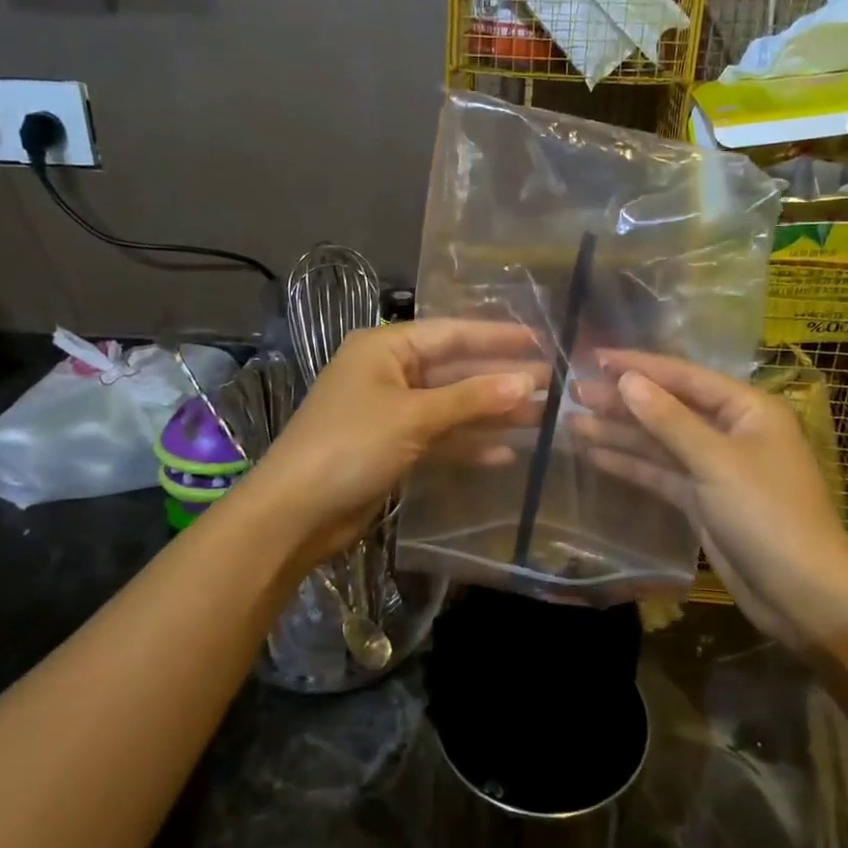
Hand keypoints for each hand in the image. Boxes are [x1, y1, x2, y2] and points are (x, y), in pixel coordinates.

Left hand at [240, 319, 542, 569]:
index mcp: (385, 349)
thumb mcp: (414, 417)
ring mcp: (390, 412)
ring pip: (451, 406)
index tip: (542, 339)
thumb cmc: (350, 446)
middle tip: (552, 384)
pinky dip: (468, 444)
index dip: (498, 337)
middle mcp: (388, 373)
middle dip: (500, 378)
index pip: (452, 333)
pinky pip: (439, 438)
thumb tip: (528, 380)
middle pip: (455, 370)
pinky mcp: (392, 448)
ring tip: (540, 418)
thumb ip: (472, 398)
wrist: (294, 514)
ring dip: (491, 413)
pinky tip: (505, 453)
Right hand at [573, 351, 847, 651]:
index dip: (638, 366)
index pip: (684, 376)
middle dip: (622, 401)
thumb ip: (668, 419)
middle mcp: (730, 431)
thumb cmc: (768, 514)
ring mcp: (715, 467)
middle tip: (572, 393)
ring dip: (619, 433)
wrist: (804, 595)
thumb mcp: (716, 461)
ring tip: (572, 424)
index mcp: (746, 409)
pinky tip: (595, 455)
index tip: (594, 358)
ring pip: (660, 442)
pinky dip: (631, 465)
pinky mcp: (702, 500)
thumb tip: (626, 380)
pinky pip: (661, 473)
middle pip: (668, 408)